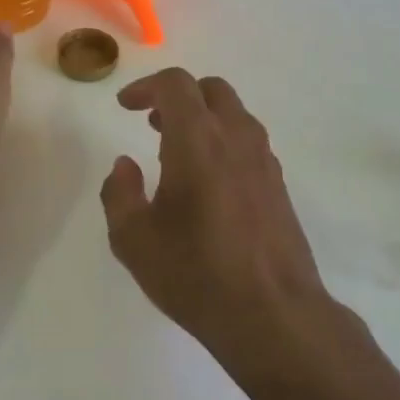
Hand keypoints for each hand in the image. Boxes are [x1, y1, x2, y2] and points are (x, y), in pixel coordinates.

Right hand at [99, 69, 336, 374]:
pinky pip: (248, 142)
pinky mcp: (279, 184)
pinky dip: (223, 141)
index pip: (176, 85)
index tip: (125, 106)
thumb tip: (125, 165)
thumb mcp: (134, 240)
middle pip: (211, 90)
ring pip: (234, 114)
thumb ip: (119, 193)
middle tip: (152, 122)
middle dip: (178, 96)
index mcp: (198, 140)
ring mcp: (264, 160)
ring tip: (176, 151)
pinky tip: (208, 181)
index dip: (146, 86)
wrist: (274, 314)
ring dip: (203, 118)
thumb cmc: (196, 273)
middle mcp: (236, 138)